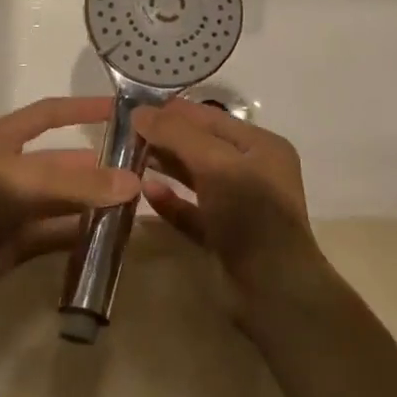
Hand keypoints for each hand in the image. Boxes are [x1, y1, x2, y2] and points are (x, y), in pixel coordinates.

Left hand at [0, 97, 138, 319]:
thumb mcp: (23, 182)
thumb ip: (79, 183)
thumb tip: (136, 184)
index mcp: (2, 139)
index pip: (50, 113)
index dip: (84, 109)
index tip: (124, 111)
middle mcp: (10, 168)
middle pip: (63, 160)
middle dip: (99, 164)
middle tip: (144, 169)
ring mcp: (14, 208)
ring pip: (65, 200)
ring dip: (96, 202)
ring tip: (139, 204)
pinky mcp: (18, 243)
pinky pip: (59, 233)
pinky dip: (84, 234)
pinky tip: (115, 238)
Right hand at [134, 100, 327, 307]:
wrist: (273, 289)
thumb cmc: (251, 215)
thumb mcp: (217, 164)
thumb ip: (178, 135)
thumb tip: (140, 112)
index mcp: (261, 147)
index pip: (211, 118)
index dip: (174, 112)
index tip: (134, 107)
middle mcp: (251, 171)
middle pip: (200, 146)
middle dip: (165, 138)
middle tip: (123, 133)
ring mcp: (237, 205)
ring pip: (193, 177)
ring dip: (164, 166)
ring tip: (127, 158)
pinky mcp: (221, 235)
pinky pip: (190, 210)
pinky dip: (170, 201)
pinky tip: (146, 192)